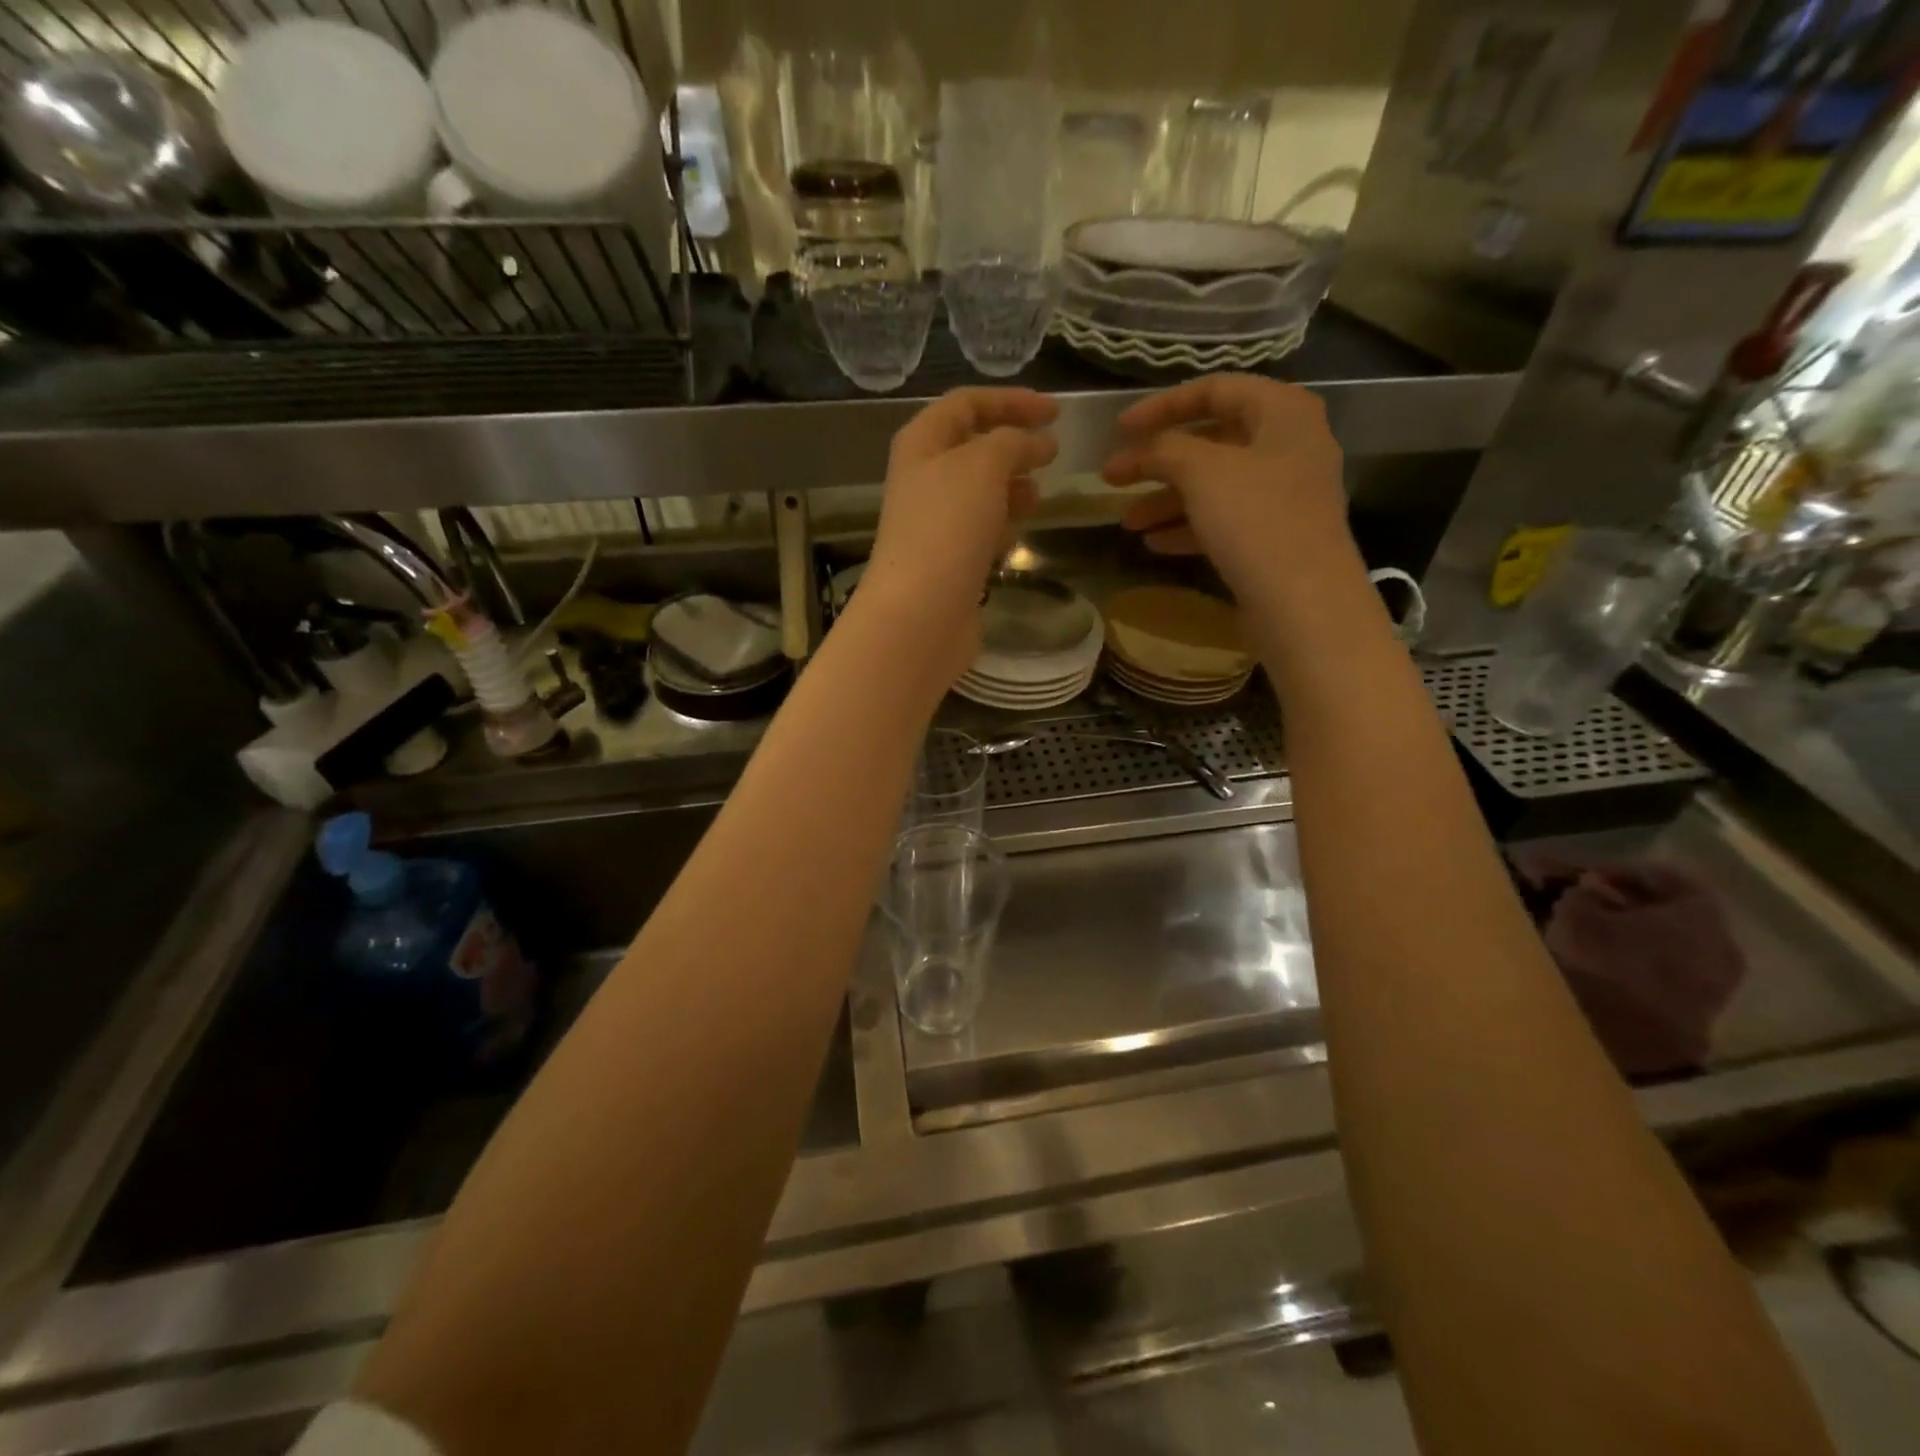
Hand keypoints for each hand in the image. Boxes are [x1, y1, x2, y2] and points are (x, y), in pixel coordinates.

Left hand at [860, 387, 1058, 681]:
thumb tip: (1039, 443)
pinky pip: (979, 530)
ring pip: (979, 492)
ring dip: (1011, 488)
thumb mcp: (984, 465)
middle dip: (1014, 446)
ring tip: (1037, 498)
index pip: (967, 403)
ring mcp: (934, 522)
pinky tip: (1016, 536)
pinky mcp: (948, 561)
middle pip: (973, 448)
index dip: (1012, 401)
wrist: (920, 612)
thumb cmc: (948, 527)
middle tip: (1052, 456)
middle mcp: (923, 478)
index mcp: (922, 442)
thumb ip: (1014, 441)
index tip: (1057, 412)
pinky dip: (1001, 525)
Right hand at [1102, 375, 1355, 609]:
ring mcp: (1284, 495)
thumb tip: (1140, 450)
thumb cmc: (1256, 519)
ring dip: (1166, 500)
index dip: (1162, 405)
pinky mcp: (1274, 537)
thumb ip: (1165, 449)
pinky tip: (1154, 543)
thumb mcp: (1202, 471)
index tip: (1119, 430)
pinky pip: (1223, 520)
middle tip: (1114, 478)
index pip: (1215, 389)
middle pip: (1211, 441)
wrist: (1303, 601)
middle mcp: (1289, 445)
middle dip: (1158, 461)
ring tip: (1128, 522)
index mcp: (1282, 412)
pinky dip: (1187, 527)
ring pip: (1213, 485)